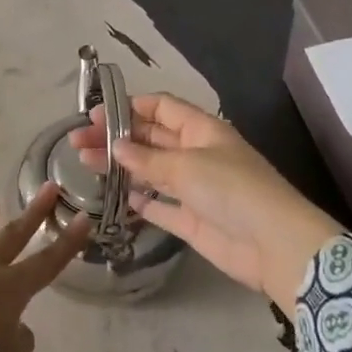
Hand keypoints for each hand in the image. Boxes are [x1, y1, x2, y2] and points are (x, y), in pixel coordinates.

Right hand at [69, 94, 340, 310]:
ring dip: (121, 167)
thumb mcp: (187, 166)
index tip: (94, 115)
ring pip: (150, 171)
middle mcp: (196, 154)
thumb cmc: (232, 190)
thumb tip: (116, 147)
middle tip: (76, 142)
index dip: (128, 107)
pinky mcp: (192, 220)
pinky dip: (140, 201)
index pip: (161, 107)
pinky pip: (160, 206)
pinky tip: (116, 197)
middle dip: (115, 137)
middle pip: (150, 139)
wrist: (274, 245)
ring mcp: (194, 188)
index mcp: (201, 130)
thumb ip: (147, 159)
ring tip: (84, 164)